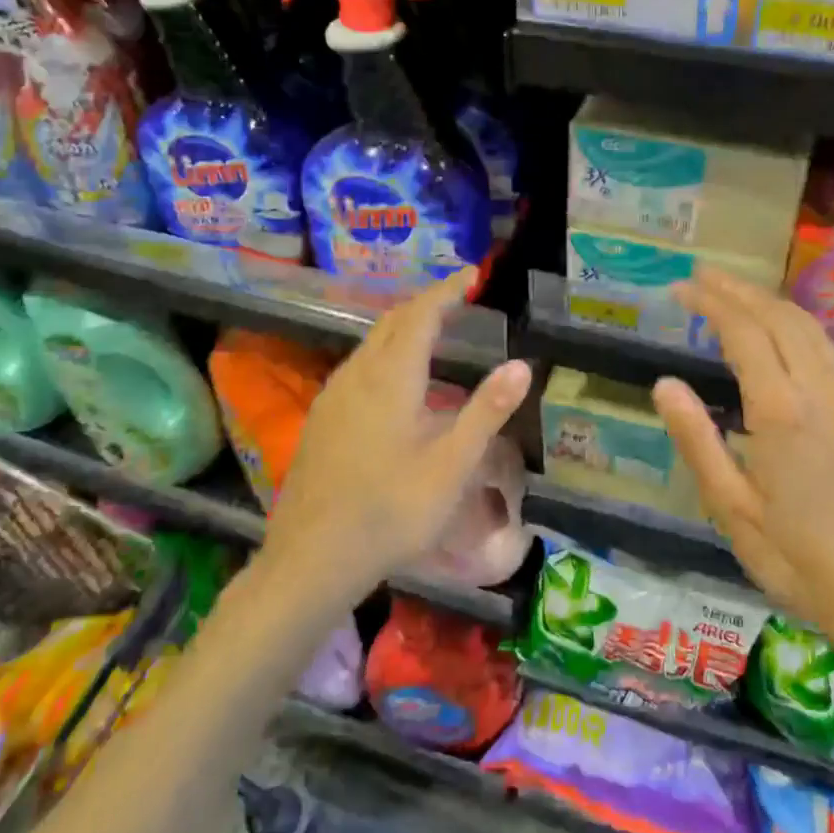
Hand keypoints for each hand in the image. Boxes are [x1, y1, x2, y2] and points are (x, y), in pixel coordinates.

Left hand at [261, 269, 531, 595]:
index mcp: (391, 378)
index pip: (421, 314)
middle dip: (426, 303)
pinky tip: (396, 379)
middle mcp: (357, 375)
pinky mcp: (321, 418)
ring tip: (434, 328)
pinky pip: (358, 365)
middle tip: (458, 297)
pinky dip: (385, 351)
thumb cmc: (391, 511)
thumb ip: (487, 411)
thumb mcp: (451, 465)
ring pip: (370, 342)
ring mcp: (333, 396)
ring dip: (403, 326)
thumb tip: (521, 364)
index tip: (472, 274)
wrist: (312, 558)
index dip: (447, 290)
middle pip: (392, 322)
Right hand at [651, 267, 833, 651]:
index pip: (744, 332)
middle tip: (702, 277)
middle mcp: (822, 390)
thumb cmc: (797, 559)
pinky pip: (829, 350)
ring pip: (810, 328)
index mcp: (782, 411)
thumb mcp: (731, 509)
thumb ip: (697, 440)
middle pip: (780, 317)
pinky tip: (780, 335)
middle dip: (739, 290)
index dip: (711, 303)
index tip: (681, 288)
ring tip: (735, 293)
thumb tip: (665, 384)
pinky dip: (796, 326)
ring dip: (769, 303)